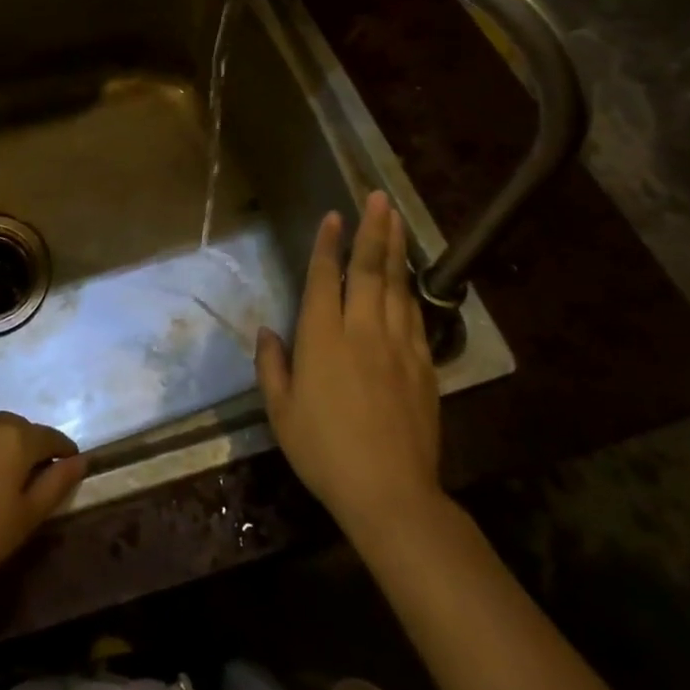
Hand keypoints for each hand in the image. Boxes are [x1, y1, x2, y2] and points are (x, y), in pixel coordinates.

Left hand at [0, 412, 86, 606]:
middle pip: (19, 428)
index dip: (64, 450)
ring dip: (4, 448)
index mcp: (15, 438)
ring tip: (5, 480)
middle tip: (38, 476)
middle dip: (32, 446)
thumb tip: (79, 460)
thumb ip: (56, 484)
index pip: (49, 436)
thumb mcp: (26, 518)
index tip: (71, 466)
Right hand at [255, 191, 441, 539]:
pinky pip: (414, 316)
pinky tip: (409, 277)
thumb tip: (268, 332)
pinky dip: (410, 289)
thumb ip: (272, 366)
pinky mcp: (422, 365)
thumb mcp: (282, 412)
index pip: (326, 277)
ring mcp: (397, 345)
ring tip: (397, 219)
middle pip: (369, 269)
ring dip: (396, 249)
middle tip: (379, 197)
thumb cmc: (325, 451)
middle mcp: (361, 330)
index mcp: (322, 337)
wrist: (390, 493)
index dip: (329, 243)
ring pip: (397, 285)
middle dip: (373, 229)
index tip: (334, 215)